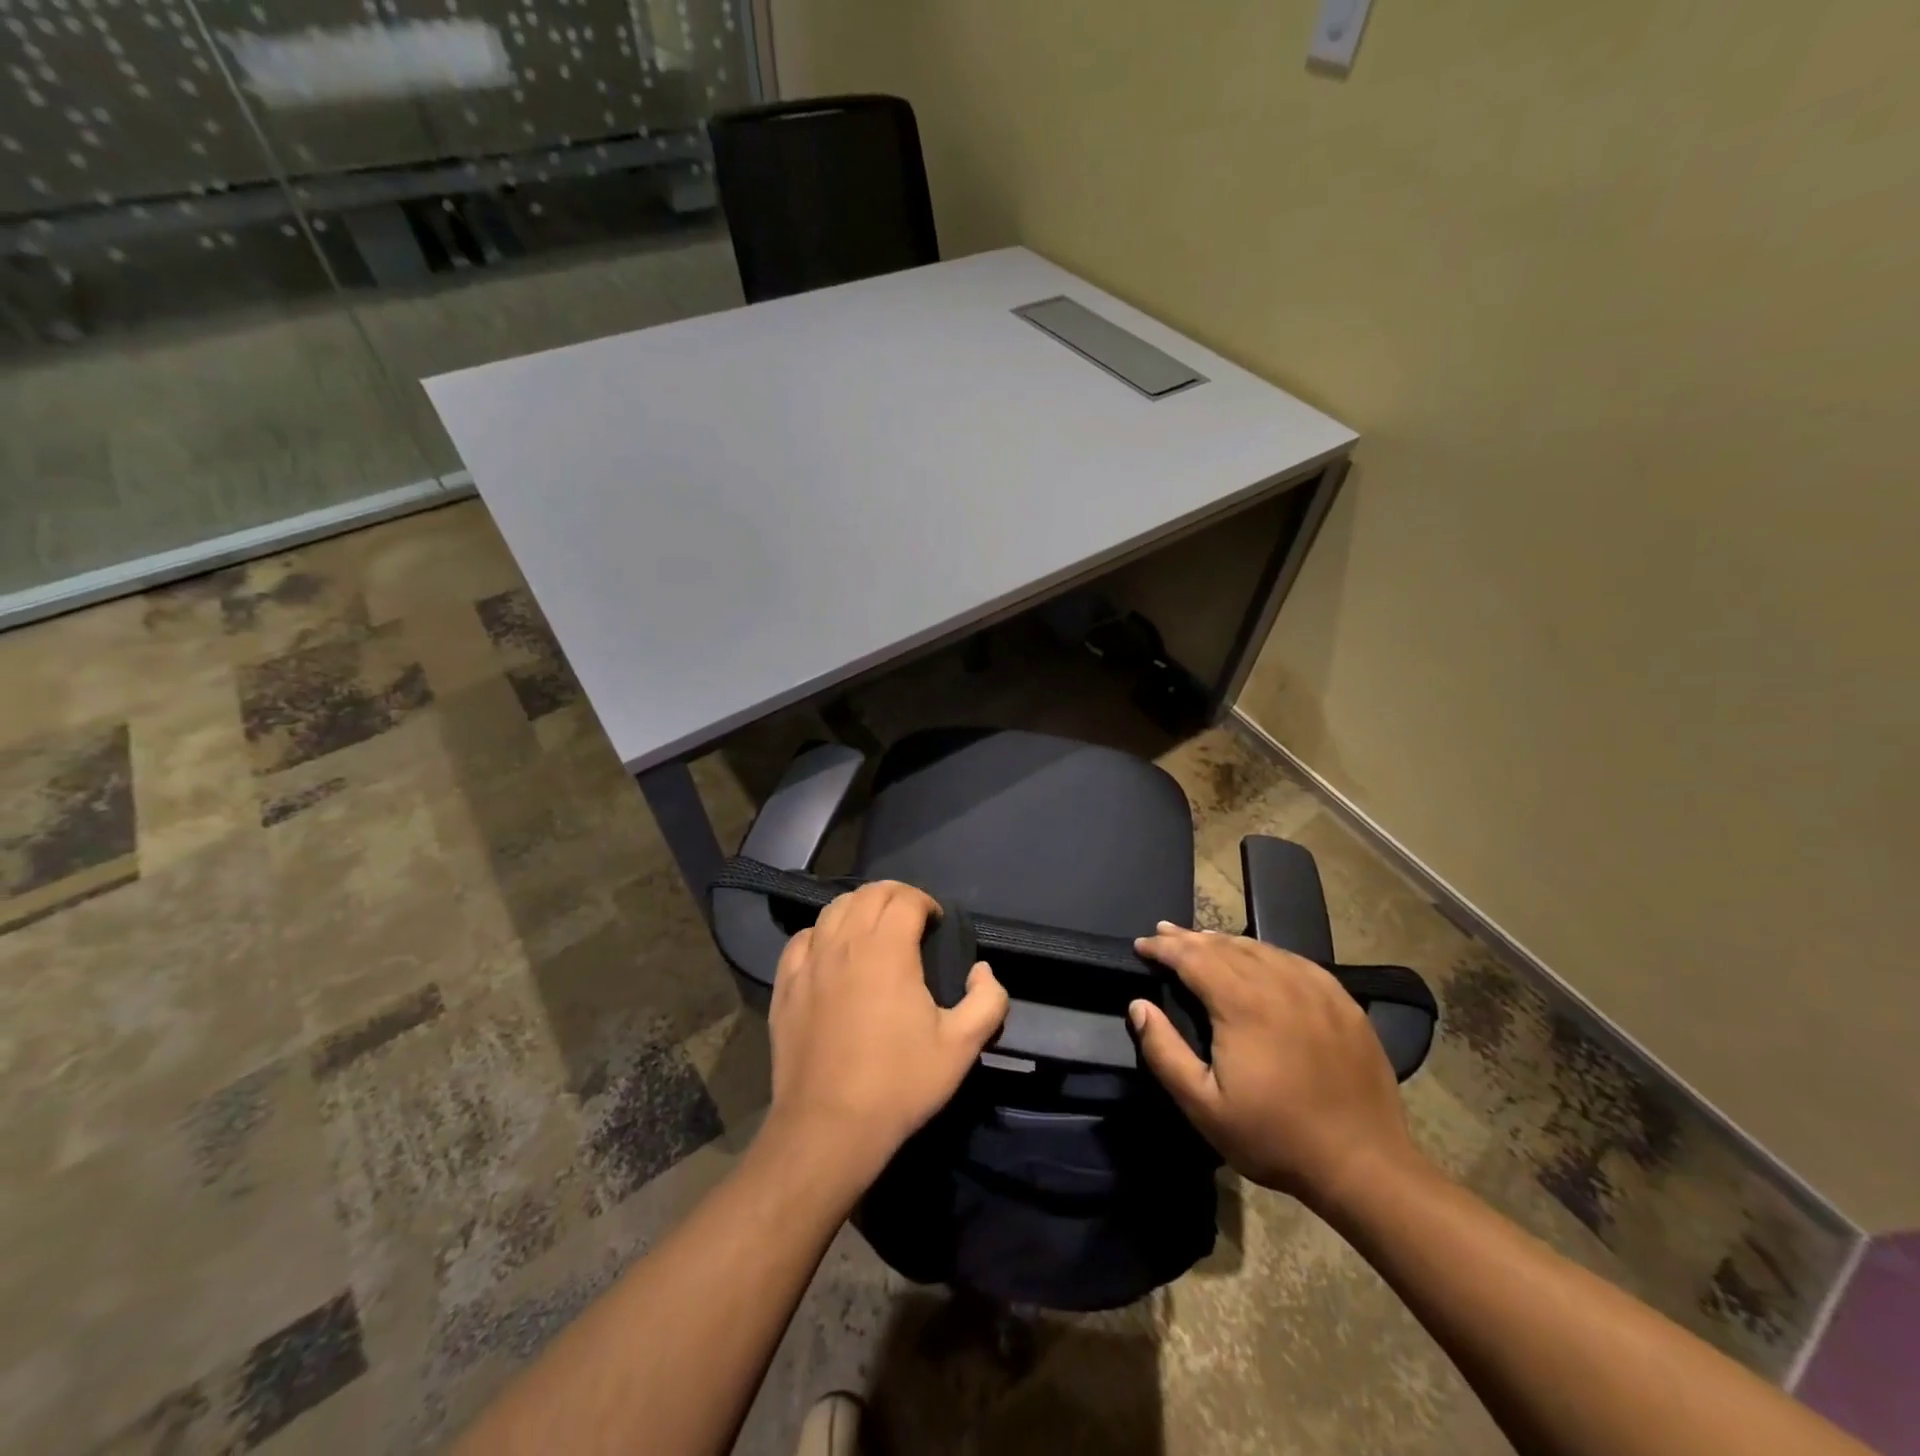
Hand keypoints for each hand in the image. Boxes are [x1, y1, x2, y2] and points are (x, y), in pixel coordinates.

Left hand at [765, 881, 1007, 1185]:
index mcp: (887, 949)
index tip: (937, 924)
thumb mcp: (962, 1047)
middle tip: (912, 920)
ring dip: (859, 908)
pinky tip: (832, 953)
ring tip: (874, 930)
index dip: (926, 902)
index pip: (906, 899)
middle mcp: (845, 943)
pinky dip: (822, 934)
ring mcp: (809, 962)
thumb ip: (988, 1001)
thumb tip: (983, 971)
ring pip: (833, 909)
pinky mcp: (786, 985)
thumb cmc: (899, 1083)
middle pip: (869, 893)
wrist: (828, 1127)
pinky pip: (802, 939)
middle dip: (896, 896)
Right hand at [1128, 923, 1421, 1209]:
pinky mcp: (1342, 1001)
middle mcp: (1278, 982)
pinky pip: (1294, 960)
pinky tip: (1258, 958)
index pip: (1192, 956)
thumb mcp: (1203, 1105)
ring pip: (1259, 948)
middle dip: (1187, 938)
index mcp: (1241, 1003)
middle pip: (1223, 945)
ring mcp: (1315, 988)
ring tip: (1201, 940)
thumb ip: (1164, 1051)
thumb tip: (1139, 1005)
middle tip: (1162, 932)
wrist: (1365, 1164)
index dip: (1162, 947)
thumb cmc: (1275, 1137)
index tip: (1141, 944)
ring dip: (1224, 941)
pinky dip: (1265, 952)